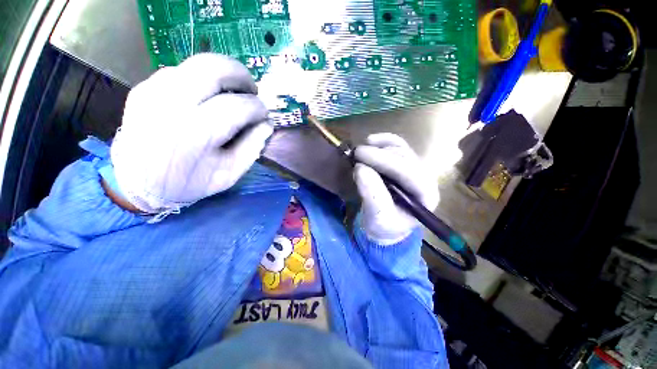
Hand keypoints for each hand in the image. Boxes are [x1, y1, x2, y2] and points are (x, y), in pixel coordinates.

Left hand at [111, 54, 272, 213]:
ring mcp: (154, 92)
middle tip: (251, 90)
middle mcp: (172, 105)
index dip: (258, 108)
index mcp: (197, 134)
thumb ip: (252, 148)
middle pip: (214, 69)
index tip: (264, 115)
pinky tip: (206, 96)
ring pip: (196, 64)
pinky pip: (180, 71)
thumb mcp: (229, 174)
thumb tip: (267, 125)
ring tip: (232, 91)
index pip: (238, 106)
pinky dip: (201, 79)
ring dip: (222, 74)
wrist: (137, 184)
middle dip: (241, 75)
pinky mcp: (144, 89)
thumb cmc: (189, 182)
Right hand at [353, 134, 438, 244]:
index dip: (384, 161)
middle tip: (356, 153)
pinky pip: (398, 146)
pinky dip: (384, 141)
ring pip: (401, 149)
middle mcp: (424, 179)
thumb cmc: (383, 226)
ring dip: (380, 147)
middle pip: (405, 157)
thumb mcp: (377, 217)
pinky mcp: (404, 164)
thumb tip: (360, 168)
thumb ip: (372, 195)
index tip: (360, 155)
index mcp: (425, 196)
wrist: (384, 226)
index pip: (408, 172)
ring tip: (360, 152)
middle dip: (379, 153)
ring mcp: (415, 169)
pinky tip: (372, 141)